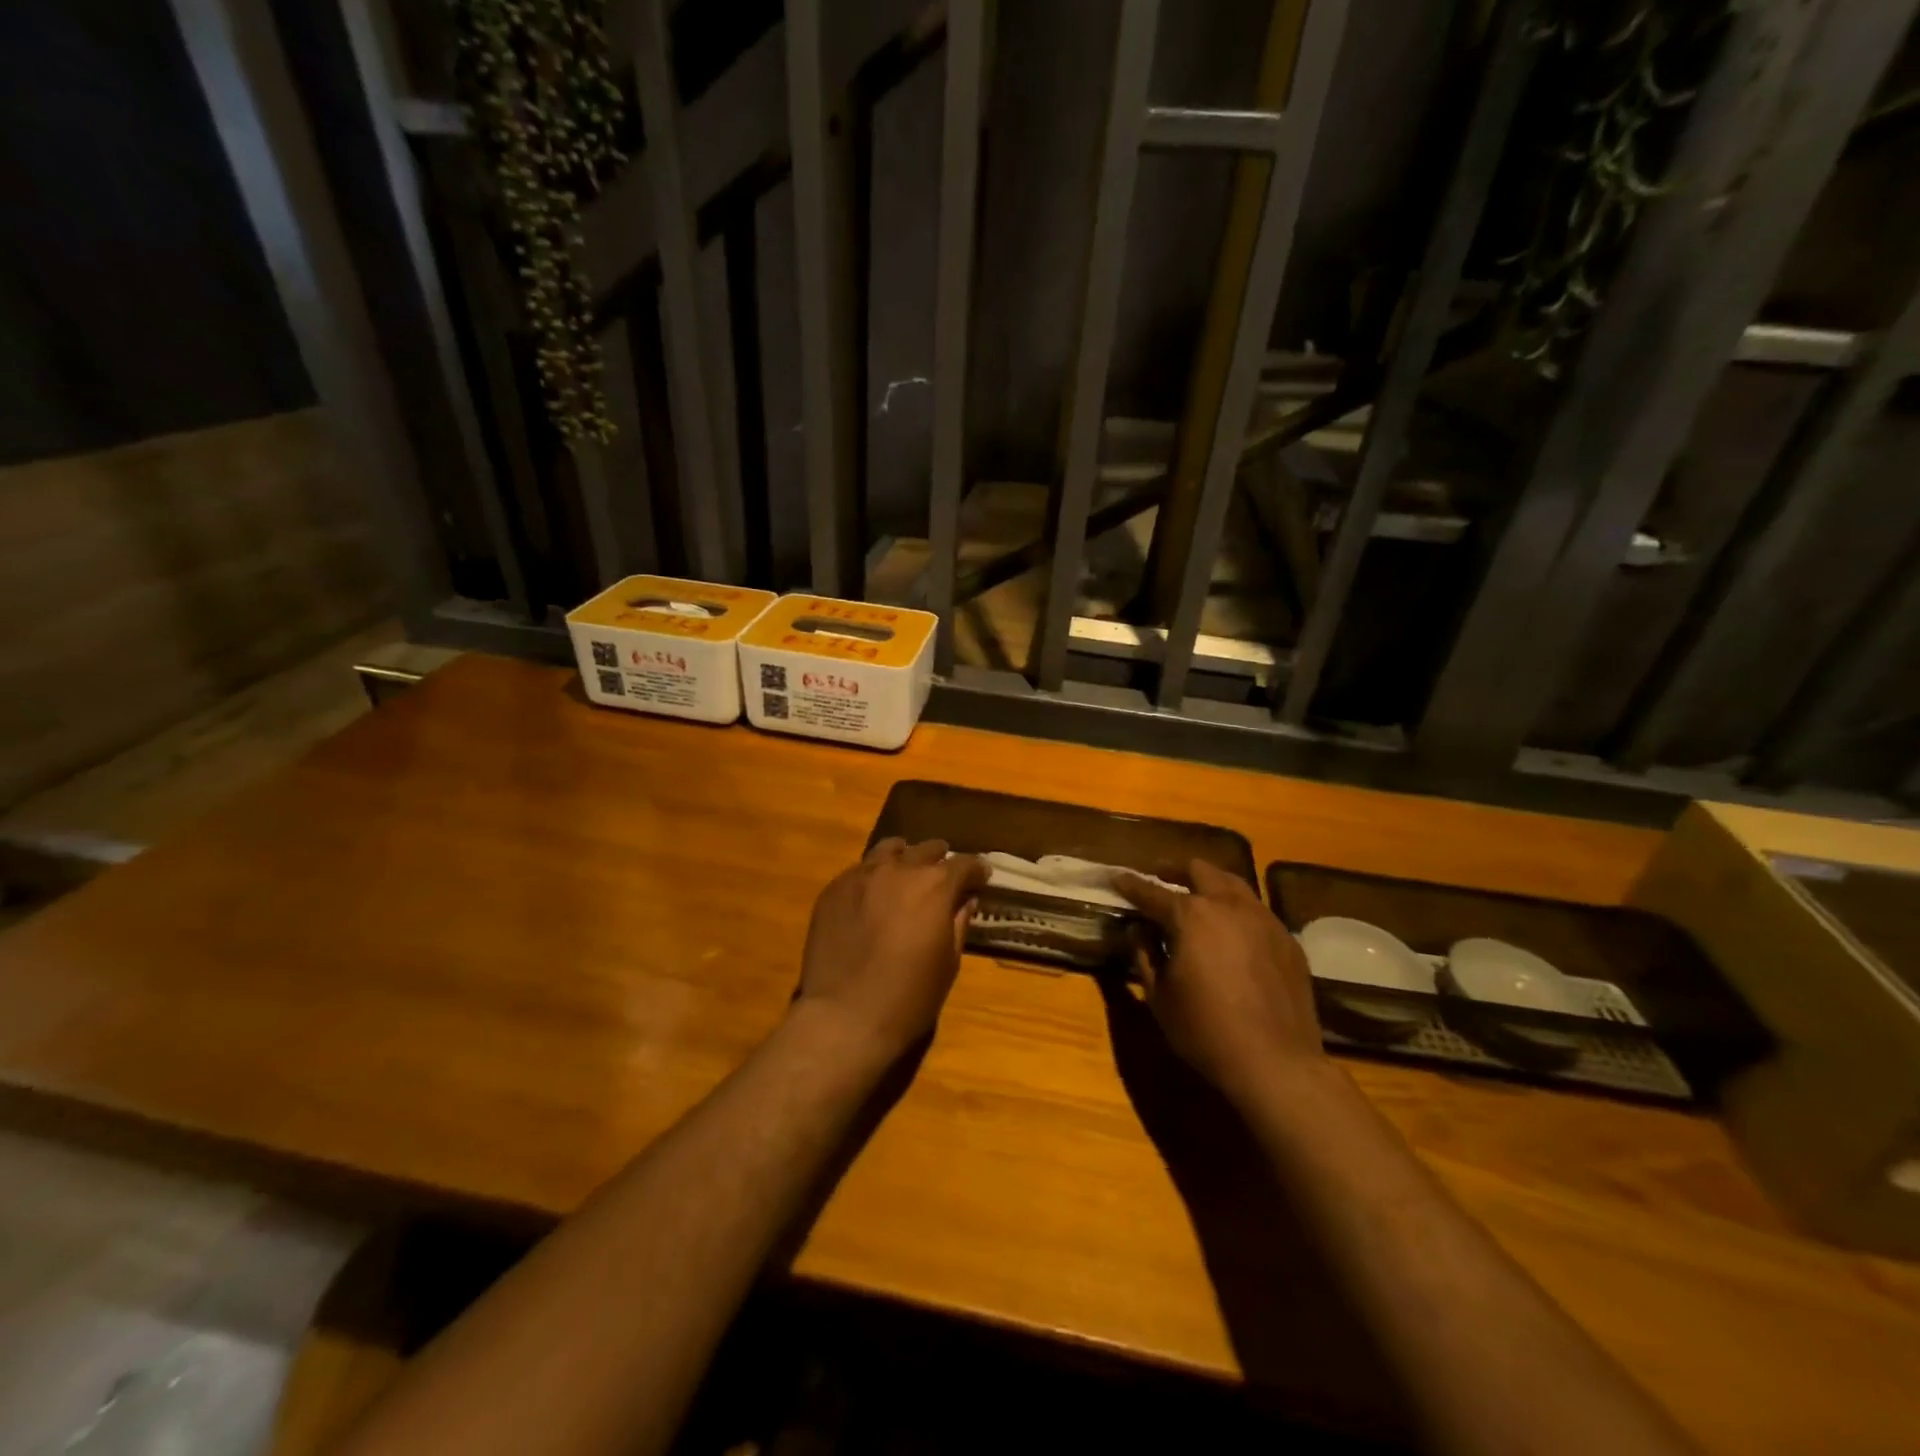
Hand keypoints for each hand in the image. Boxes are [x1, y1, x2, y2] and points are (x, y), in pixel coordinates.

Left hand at [795, 838, 989, 1063]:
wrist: (844, 1017)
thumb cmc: (908, 998)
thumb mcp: (948, 963)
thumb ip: (959, 923)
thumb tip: (965, 901)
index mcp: (935, 886)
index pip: (964, 864)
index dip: (976, 871)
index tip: (981, 879)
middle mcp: (899, 869)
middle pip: (926, 850)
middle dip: (940, 861)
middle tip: (944, 879)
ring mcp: (862, 875)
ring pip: (889, 850)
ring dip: (904, 859)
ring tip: (906, 876)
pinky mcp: (833, 889)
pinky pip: (860, 870)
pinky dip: (874, 876)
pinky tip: (873, 897)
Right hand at [1114, 859, 1324, 1101]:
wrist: (1276, 1063)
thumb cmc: (1205, 1030)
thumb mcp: (1159, 995)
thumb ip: (1144, 954)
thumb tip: (1137, 929)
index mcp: (1191, 916)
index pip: (1152, 892)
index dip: (1130, 884)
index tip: (1116, 876)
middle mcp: (1228, 905)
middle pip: (1199, 871)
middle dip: (1175, 869)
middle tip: (1160, 875)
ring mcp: (1264, 919)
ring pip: (1233, 883)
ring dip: (1210, 883)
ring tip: (1197, 894)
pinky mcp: (1287, 939)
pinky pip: (1257, 910)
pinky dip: (1236, 909)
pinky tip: (1231, 929)